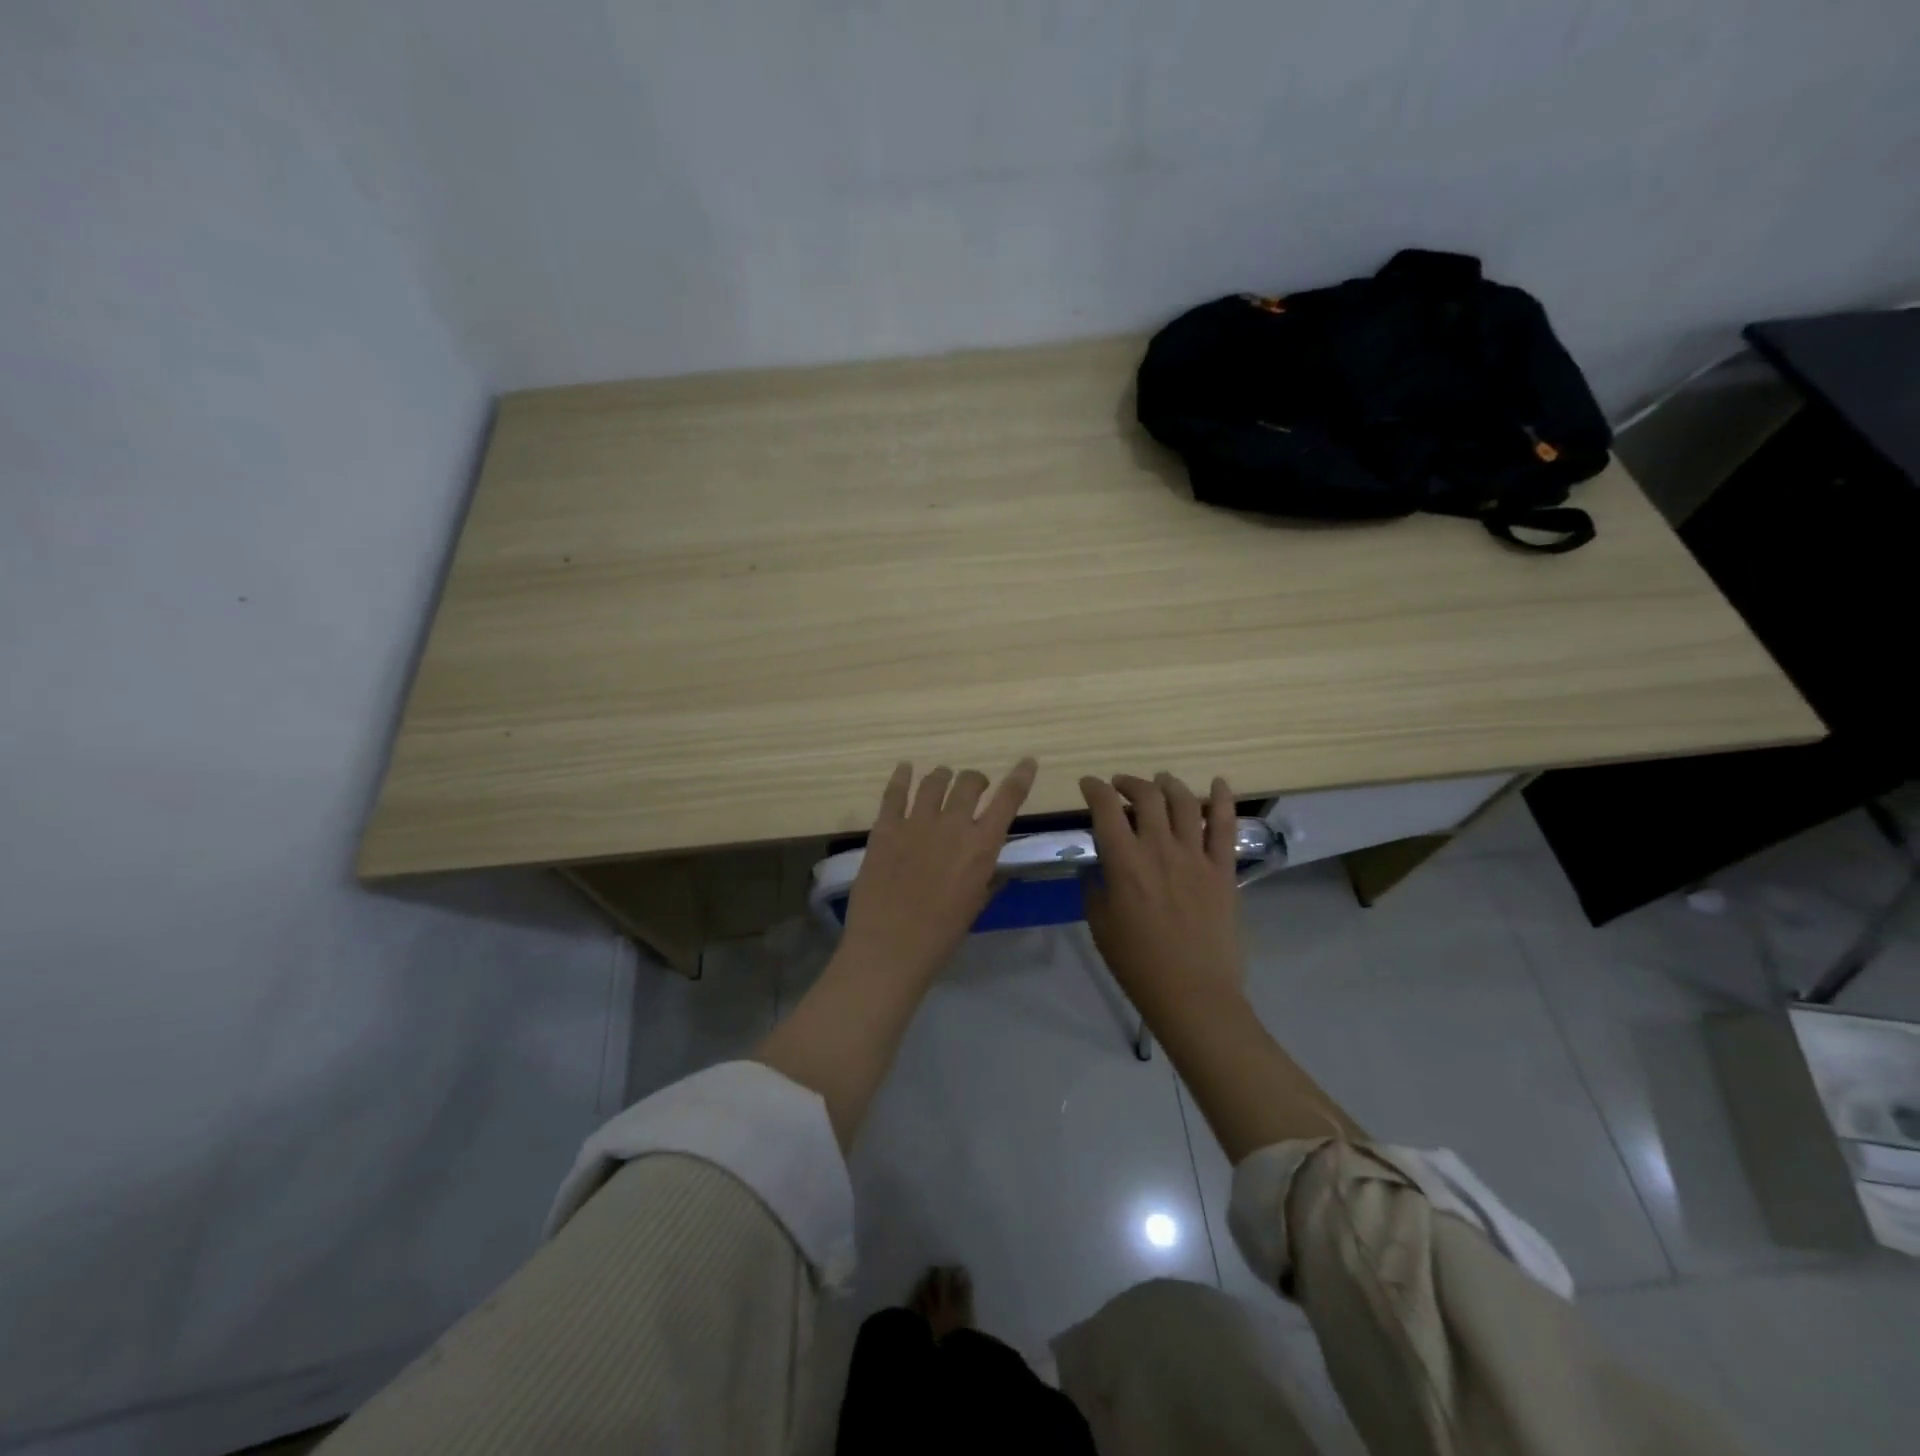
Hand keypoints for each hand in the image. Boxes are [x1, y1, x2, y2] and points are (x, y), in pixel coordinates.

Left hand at [840, 758, 1037, 982]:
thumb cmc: (941, 934)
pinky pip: (895, 792)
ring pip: (934, 782)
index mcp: (981, 846)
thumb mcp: (976, 904)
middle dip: (976, 780)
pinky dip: (902, 777)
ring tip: (943, 778)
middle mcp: (953, 825)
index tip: (1027, 762)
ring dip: (943, 776)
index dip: (1020, 777)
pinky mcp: (885, 827)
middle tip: (975, 786)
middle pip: (969, 782)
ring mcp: (916, 822)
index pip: (1008, 800)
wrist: (890, 945)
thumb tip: (994, 864)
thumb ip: (987, 877)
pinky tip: (905, 769)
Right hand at [1079, 772, 1243, 1012]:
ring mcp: (1196, 856)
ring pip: (1184, 802)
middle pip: (1146, 795)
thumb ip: (1095, 887)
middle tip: (1121, 786)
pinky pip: (1225, 826)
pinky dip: (1223, 799)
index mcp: (1124, 862)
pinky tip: (1219, 783)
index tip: (1088, 785)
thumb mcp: (1100, 925)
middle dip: (1129, 782)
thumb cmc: (1138, 964)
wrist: (1192, 993)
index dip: (1094, 788)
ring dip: (1168, 784)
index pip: (1105, 808)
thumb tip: (1096, 866)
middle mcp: (1160, 848)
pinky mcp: (1222, 870)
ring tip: (1161, 781)